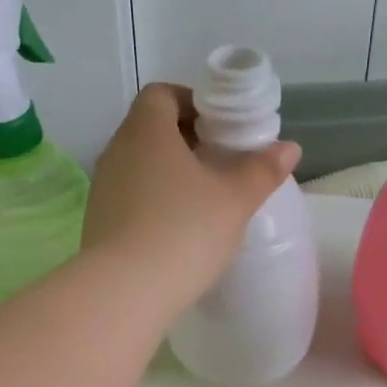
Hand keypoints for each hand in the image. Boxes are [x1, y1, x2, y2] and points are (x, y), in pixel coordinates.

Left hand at [84, 83, 300, 310]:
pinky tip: (177, 229)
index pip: (161, 94)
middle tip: (219, 162)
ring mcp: (102, 188)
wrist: (124, 292)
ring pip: (138, 164)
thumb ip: (262, 170)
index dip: (191, 102)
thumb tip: (288, 147)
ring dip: (168, 172)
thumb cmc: (183, 231)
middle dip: (185, 139)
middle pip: (149, 128)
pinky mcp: (98, 221)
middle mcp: (117, 151)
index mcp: (146, 131)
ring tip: (202, 198)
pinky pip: (129, 196)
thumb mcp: (235, 200)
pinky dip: (152, 200)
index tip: (219, 127)